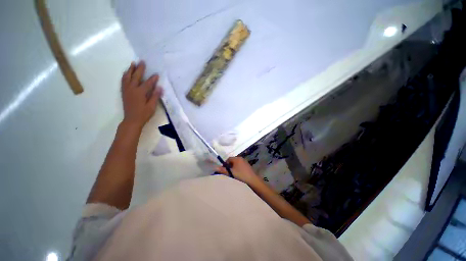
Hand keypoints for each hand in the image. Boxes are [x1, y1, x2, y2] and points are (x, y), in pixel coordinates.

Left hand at [121, 61, 162, 128]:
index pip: (147, 83)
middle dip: (140, 69)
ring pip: (127, 77)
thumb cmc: (143, 114)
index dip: (153, 79)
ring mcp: (127, 90)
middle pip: (136, 77)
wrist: (132, 120)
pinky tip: (126, 73)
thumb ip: (155, 96)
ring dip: (130, 70)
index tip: (156, 74)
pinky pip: (123, 81)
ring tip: (133, 63)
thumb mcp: (152, 106)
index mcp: (140, 93)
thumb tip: (159, 87)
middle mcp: (132, 89)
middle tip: (142, 61)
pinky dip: (125, 76)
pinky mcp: (124, 92)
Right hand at [216, 157, 261, 185]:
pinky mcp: (248, 167)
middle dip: (229, 167)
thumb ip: (223, 170)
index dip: (225, 164)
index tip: (224, 170)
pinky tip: (238, 176)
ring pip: (236, 165)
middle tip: (228, 174)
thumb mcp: (231, 173)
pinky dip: (238, 170)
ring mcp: (245, 162)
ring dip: (234, 169)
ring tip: (233, 176)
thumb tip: (215, 167)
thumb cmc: (241, 176)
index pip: (228, 159)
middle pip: (232, 161)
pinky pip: (240, 167)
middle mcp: (241, 159)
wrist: (253, 181)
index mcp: (237, 158)